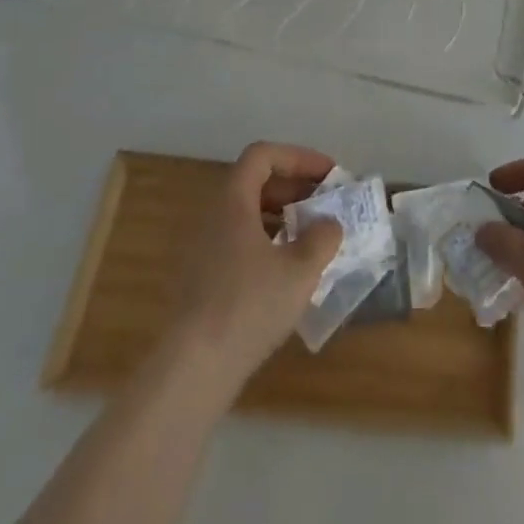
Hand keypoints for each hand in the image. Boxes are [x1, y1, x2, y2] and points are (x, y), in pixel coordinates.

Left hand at [166, 142, 343, 391]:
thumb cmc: (249, 305)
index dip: (299, 157)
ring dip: (282, 216)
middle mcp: (213, 216)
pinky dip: (266, 242)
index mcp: (233, 201)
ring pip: (246, 214)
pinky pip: (238, 241)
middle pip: (254, 182)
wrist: (193, 368)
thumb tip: (329, 225)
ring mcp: (202, 248)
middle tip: (325, 204)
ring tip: (312, 237)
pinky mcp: (201, 279)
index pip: (263, 155)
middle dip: (294, 187)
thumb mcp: (300, 269)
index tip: (328, 175)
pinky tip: (287, 271)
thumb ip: (322, 238)